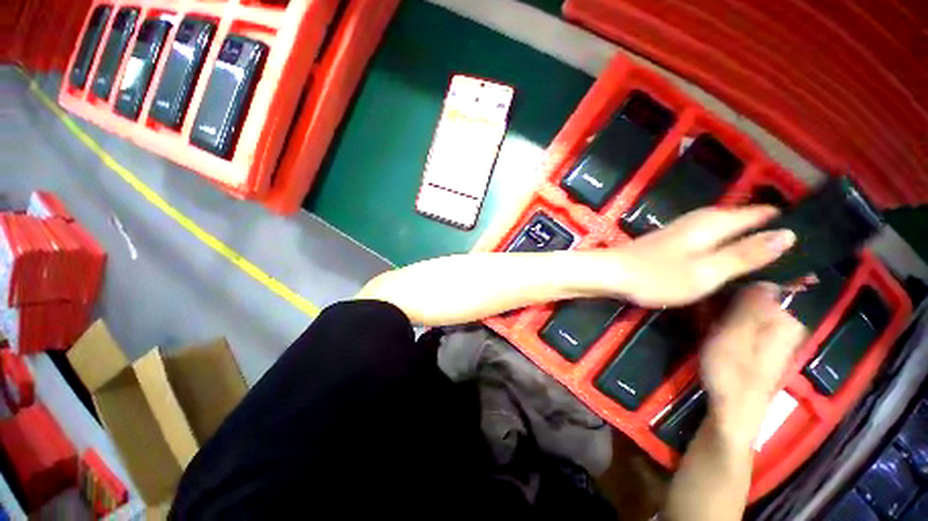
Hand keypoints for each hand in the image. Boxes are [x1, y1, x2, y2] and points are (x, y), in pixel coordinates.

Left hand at [610, 206, 795, 307]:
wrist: (610, 274)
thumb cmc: (657, 275)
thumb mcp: (707, 271)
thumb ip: (746, 254)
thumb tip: (789, 234)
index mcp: (715, 222)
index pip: (763, 215)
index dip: (788, 226)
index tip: (811, 244)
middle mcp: (700, 220)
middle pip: (746, 221)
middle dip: (770, 236)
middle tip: (795, 261)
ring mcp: (683, 230)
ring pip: (728, 230)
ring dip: (748, 244)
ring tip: (770, 263)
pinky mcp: (672, 241)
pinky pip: (710, 240)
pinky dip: (726, 249)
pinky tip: (729, 263)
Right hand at [699, 283, 807, 445]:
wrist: (733, 413)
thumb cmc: (732, 373)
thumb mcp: (734, 336)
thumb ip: (749, 307)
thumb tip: (763, 277)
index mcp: (785, 321)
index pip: (760, 286)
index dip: (730, 287)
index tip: (707, 294)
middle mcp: (786, 325)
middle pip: (753, 298)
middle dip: (725, 300)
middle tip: (701, 310)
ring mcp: (774, 336)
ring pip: (746, 310)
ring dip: (722, 311)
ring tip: (702, 319)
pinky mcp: (762, 345)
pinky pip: (744, 322)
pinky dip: (726, 321)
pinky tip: (710, 329)